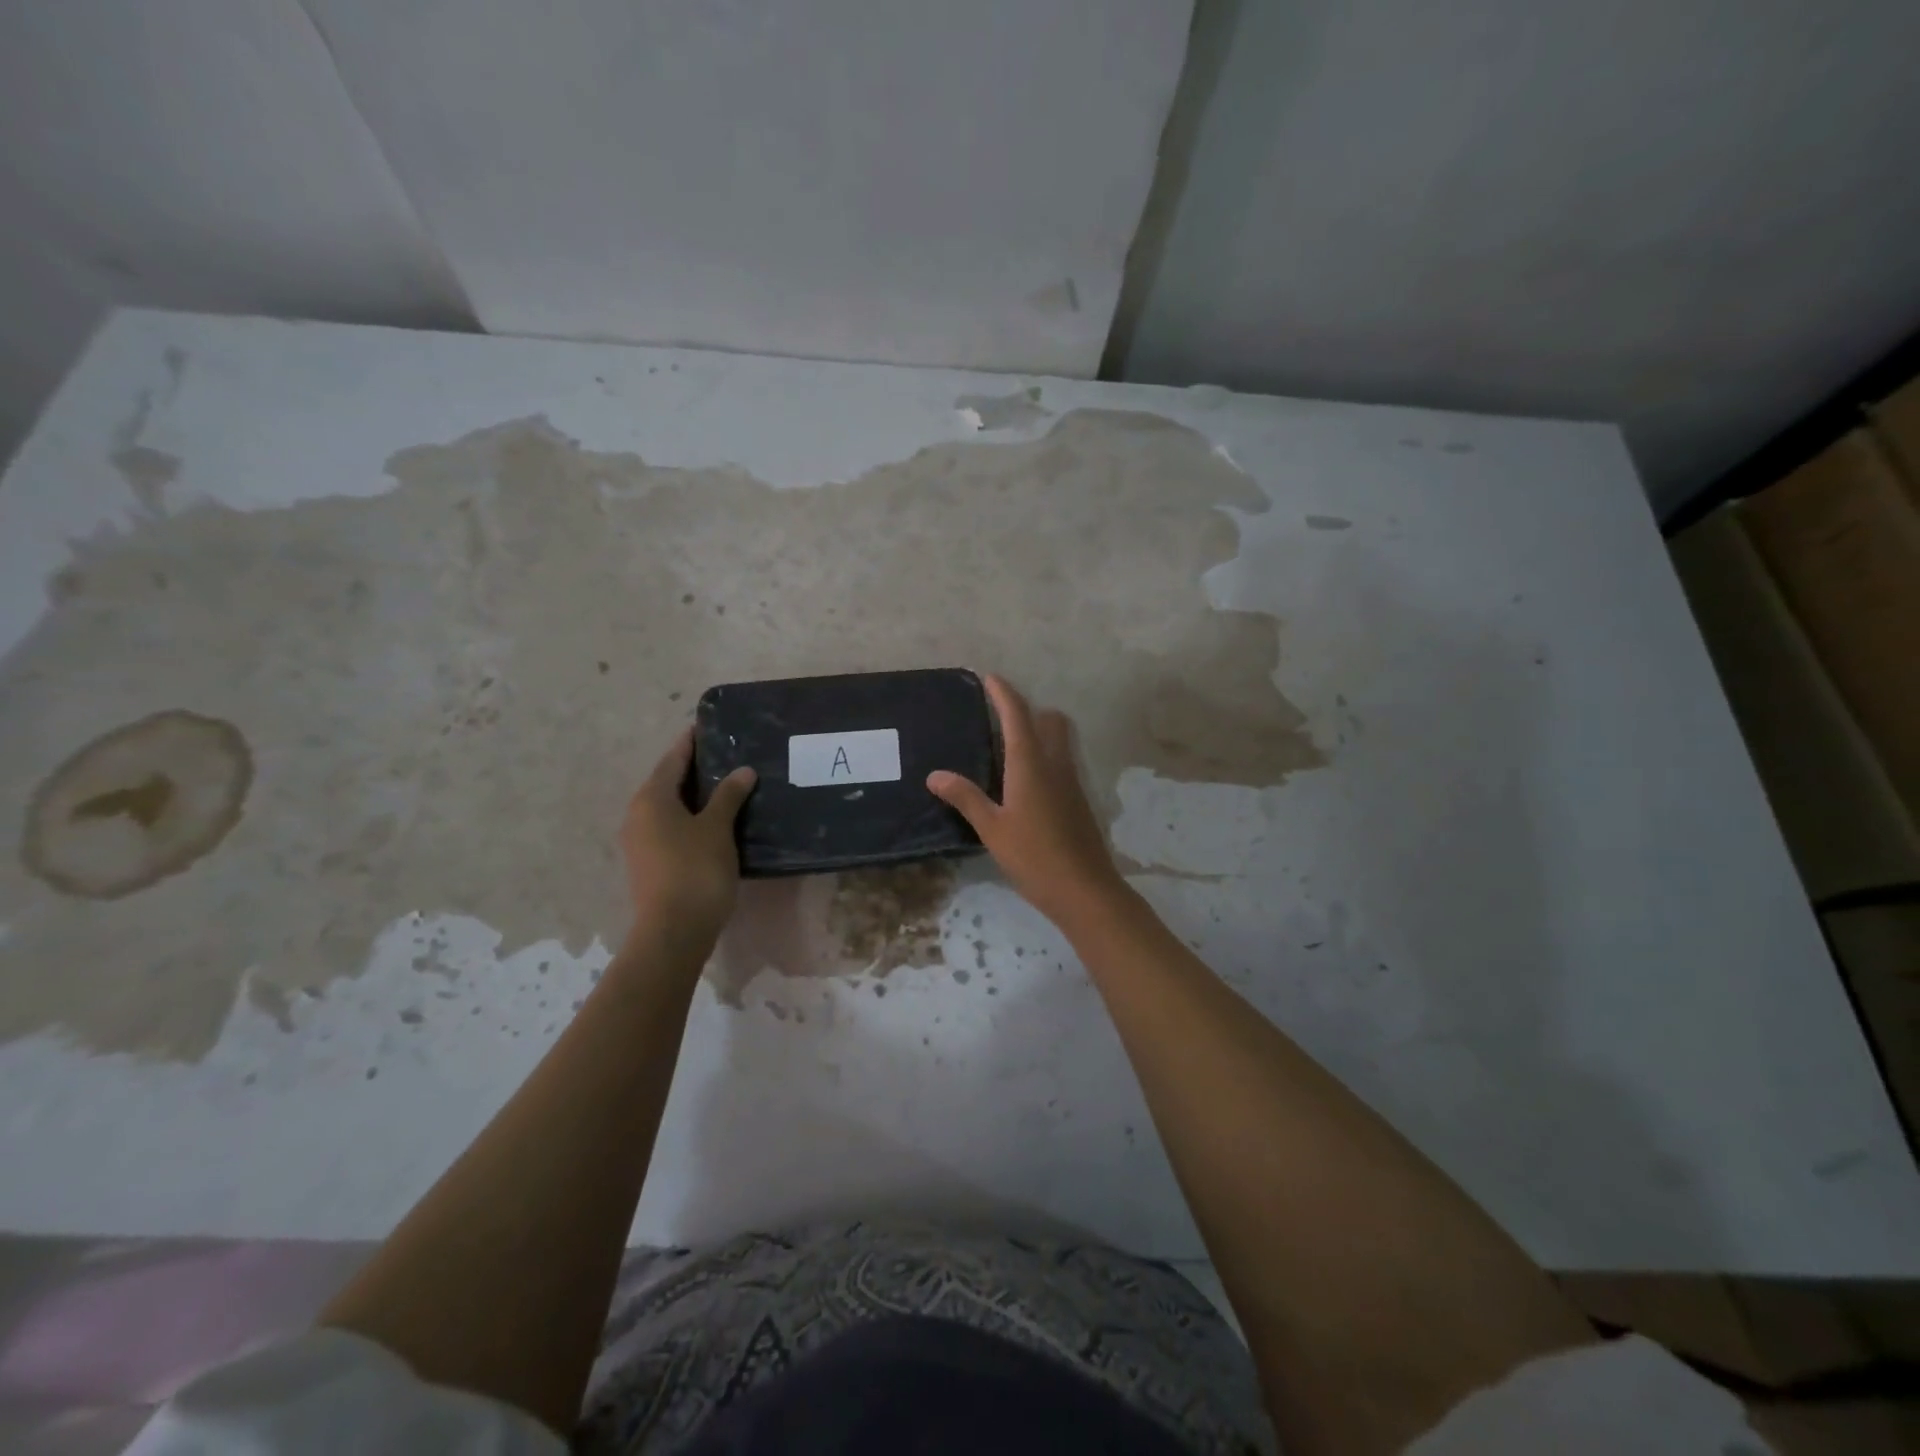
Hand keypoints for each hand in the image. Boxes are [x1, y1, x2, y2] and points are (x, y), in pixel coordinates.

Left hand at [620, 727, 755, 949]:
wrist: (673, 931)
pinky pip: (670, 828)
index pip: (673, 760)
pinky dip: (691, 818)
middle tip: (727, 756)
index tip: (708, 727)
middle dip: (694, 769)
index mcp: (651, 799)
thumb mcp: (717, 828)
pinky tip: (715, 822)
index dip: (691, 743)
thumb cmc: (695, 870)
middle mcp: (638, 815)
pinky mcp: (649, 863)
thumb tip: (743, 771)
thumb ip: (728, 796)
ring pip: (669, 808)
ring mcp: (640, 842)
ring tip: (727, 787)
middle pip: (668, 782)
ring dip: (694, 796)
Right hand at [927, 674, 1128, 929]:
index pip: (1017, 715)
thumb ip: (965, 798)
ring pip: (1059, 740)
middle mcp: (1055, 764)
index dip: (1003, 693)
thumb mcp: (992, 828)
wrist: (1085, 890)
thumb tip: (935, 775)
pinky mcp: (1078, 800)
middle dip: (1027, 709)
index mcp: (1030, 764)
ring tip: (1008, 746)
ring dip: (1039, 731)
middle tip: (999, 716)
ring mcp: (1071, 781)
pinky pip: (1061, 762)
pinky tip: (1025, 782)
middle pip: (1049, 720)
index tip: (990, 677)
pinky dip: (1045, 756)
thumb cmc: (1034, 857)